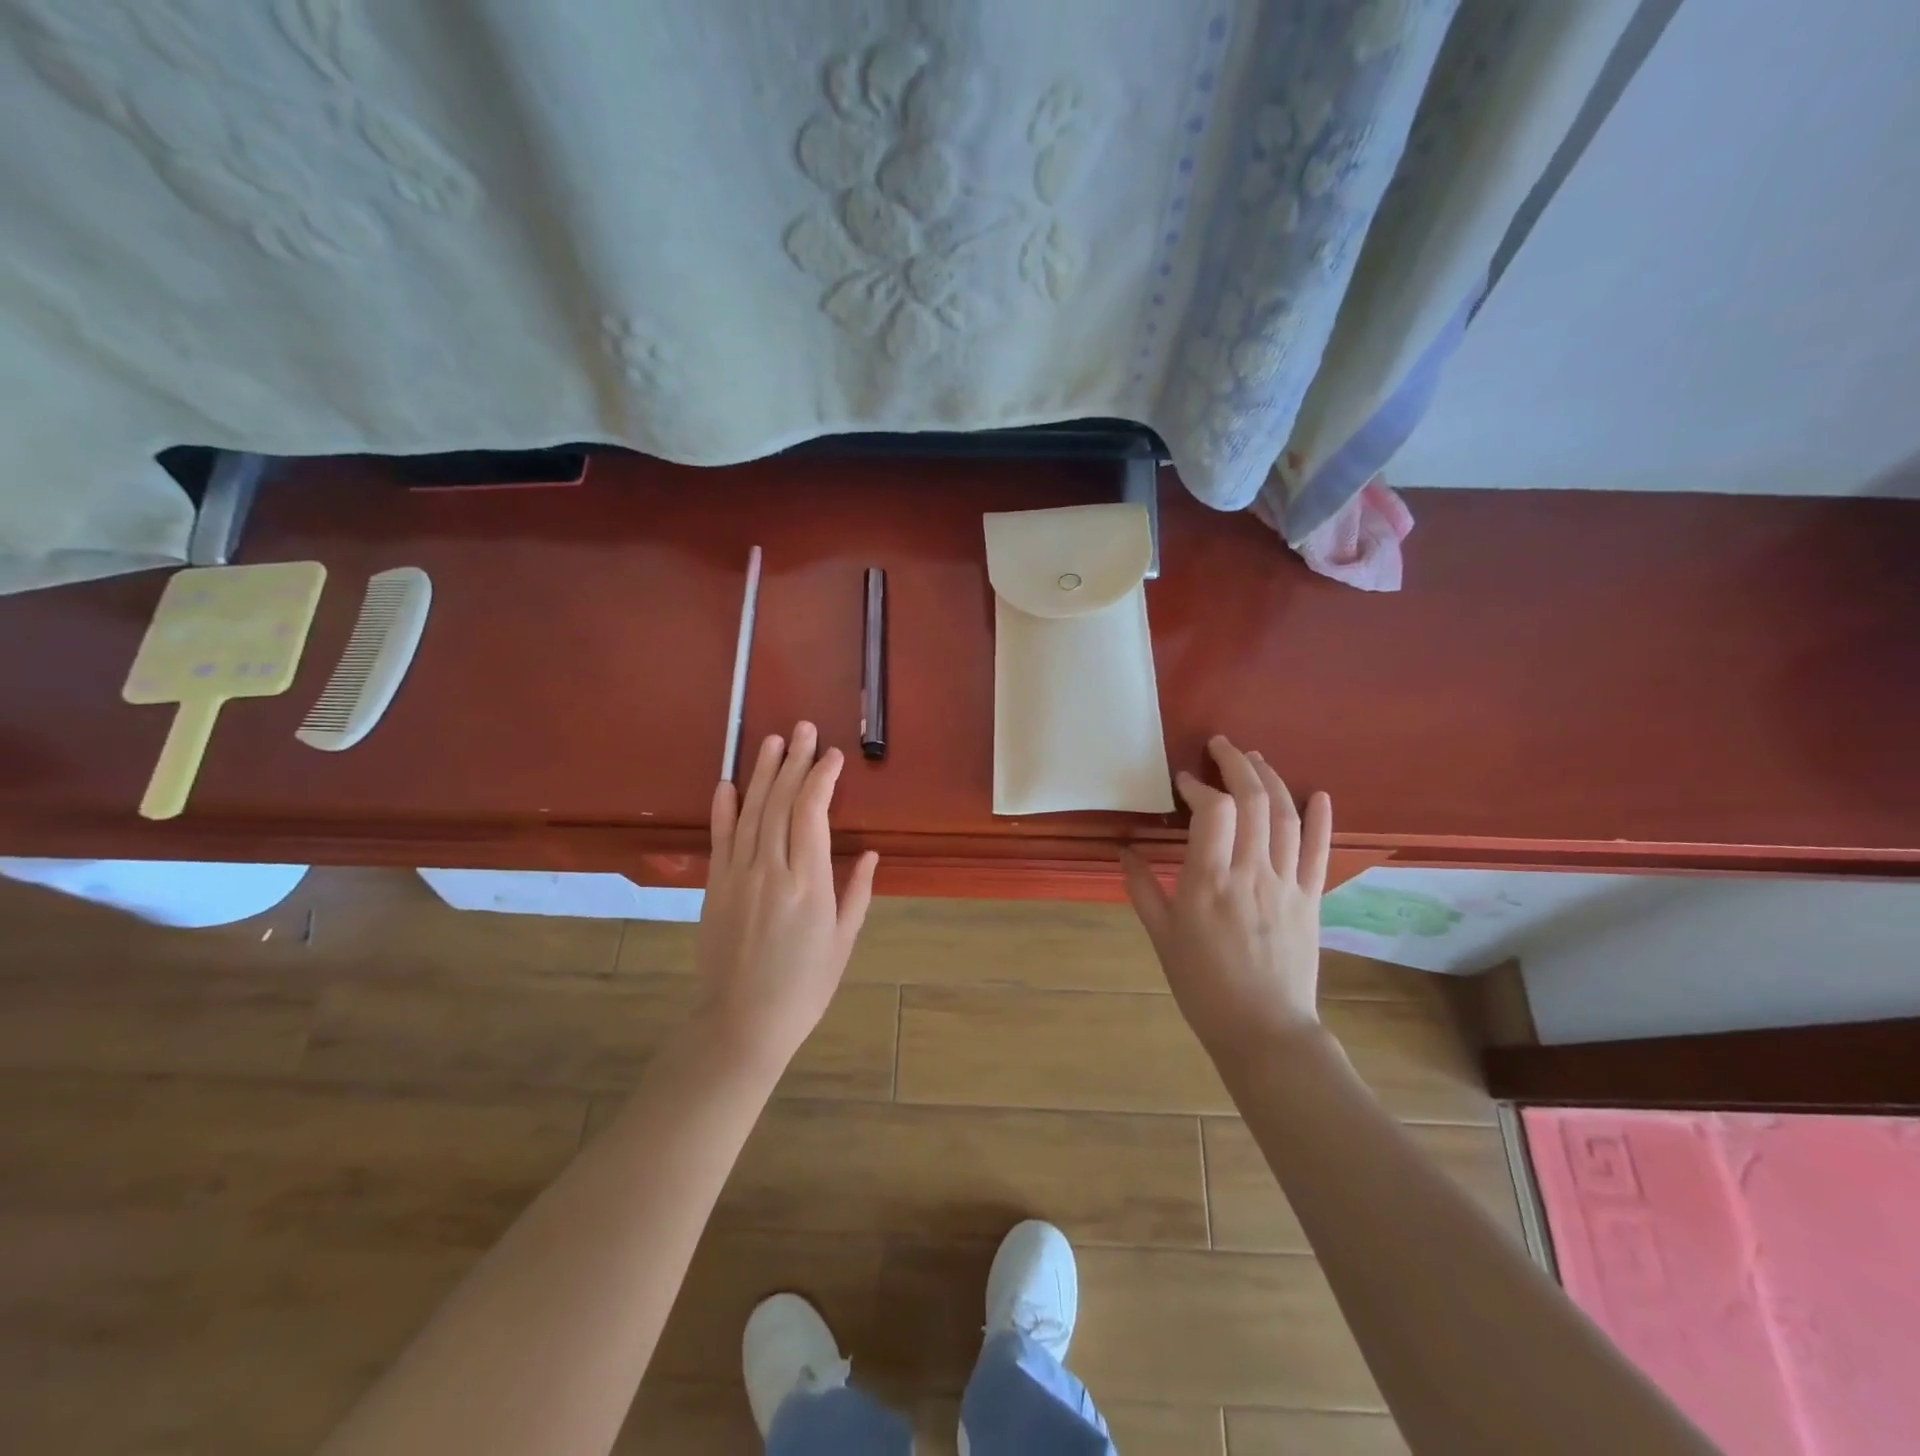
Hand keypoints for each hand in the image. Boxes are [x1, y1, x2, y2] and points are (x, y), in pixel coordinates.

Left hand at [693, 722, 878, 1069]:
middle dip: (793, 761)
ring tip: (771, 740)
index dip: (821, 778)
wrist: (741, 1023)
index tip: (832, 755)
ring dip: (761, 773)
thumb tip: (869, 853)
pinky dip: (723, 809)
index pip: (812, 812)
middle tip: (802, 728)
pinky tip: (728, 783)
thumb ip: (856, 892)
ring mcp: (737, 876)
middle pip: (781, 802)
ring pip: (750, 812)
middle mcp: (770, 869)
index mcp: (808, 883)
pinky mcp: (715, 887)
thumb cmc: (804, 987)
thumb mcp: (843, 942)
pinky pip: (720, 839)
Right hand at [1121, 736, 1332, 1066]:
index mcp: (1209, 882)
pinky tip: (1318, 793)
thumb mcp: (1162, 938)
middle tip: (1221, 746)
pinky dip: (1321, 819)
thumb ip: (1142, 889)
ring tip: (1255, 758)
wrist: (1264, 1030)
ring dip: (1272, 779)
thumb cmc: (1203, 986)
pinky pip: (1320, 851)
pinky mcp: (1311, 899)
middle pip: (1254, 801)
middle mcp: (1252, 873)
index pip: (1214, 811)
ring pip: (1286, 816)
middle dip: (1238, 764)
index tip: (1184, 781)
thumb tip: (1123, 851)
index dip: (1200, 786)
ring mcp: (1287, 884)